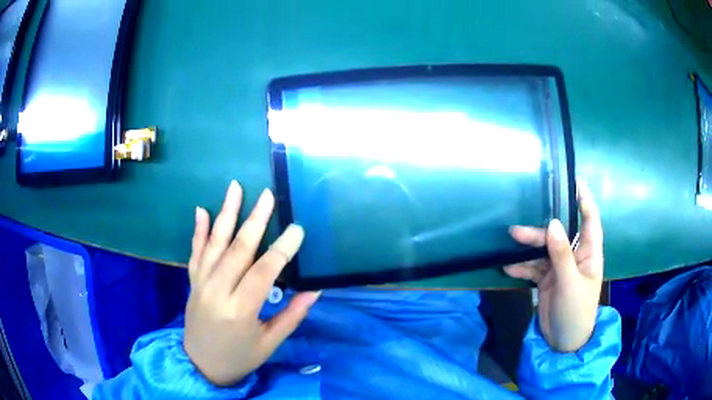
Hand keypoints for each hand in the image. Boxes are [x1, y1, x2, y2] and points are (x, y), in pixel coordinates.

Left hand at [184, 181, 319, 385]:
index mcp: (239, 310)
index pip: (263, 272)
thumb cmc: (240, 357)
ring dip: (226, 213)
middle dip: (256, 220)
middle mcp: (217, 291)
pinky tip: (202, 210)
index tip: (298, 228)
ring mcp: (201, 283)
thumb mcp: (270, 343)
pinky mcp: (193, 281)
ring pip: (215, 243)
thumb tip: (315, 290)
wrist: (201, 365)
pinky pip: (195, 251)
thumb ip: (292, 315)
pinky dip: (199, 230)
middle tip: (269, 195)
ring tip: (235, 187)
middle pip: (238, 249)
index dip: (282, 249)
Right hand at [504, 181, 602, 351]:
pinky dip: (521, 266)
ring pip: (543, 250)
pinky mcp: (547, 280)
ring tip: (509, 244)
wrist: (564, 342)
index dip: (584, 201)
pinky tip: (508, 267)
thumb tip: (554, 223)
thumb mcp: (570, 283)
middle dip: (540, 232)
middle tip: (516, 231)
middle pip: (558, 235)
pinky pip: (533, 267)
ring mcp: (560, 268)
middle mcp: (575, 256)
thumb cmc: (576, 311)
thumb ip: (562, 254)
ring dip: (527, 248)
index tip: (575, 182)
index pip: (590, 221)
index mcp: (588, 253)